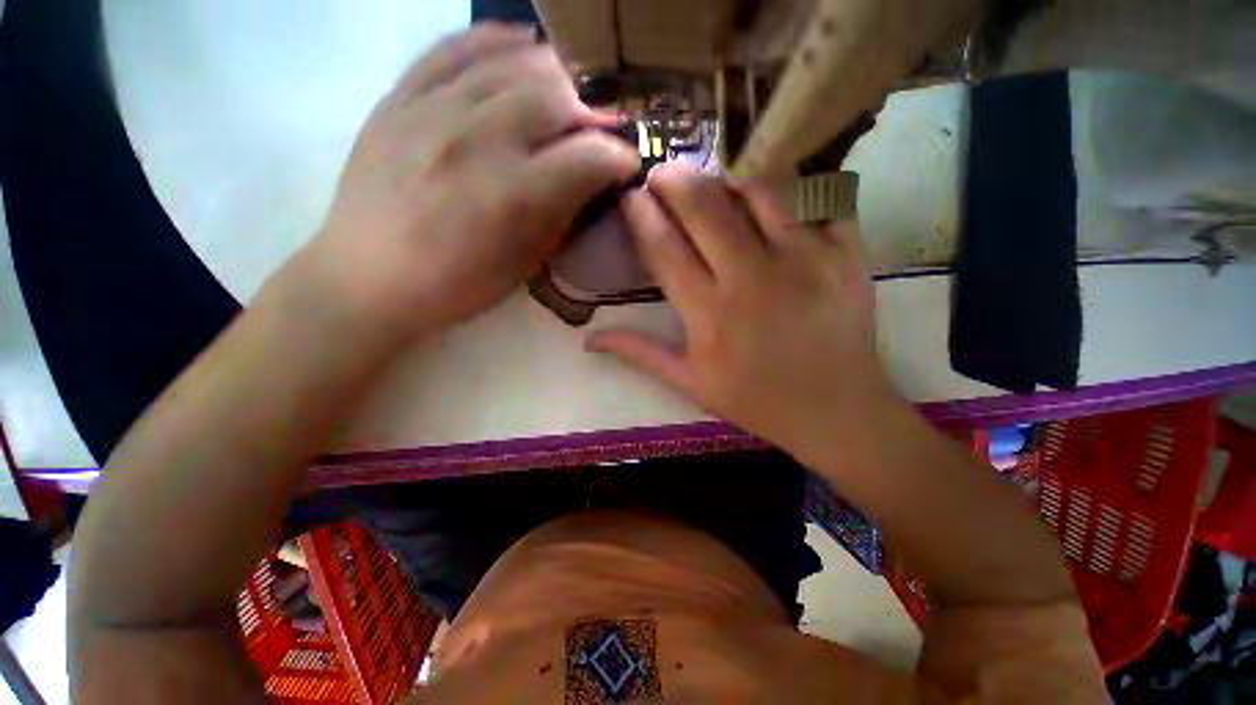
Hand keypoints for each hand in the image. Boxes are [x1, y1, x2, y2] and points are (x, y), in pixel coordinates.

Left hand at [308, 24, 639, 337]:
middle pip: (555, 96)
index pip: (588, 157)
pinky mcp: (401, 95)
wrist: (369, 276)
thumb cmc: (458, 284)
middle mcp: (477, 139)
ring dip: (554, 75)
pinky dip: (496, 40)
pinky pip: (455, 44)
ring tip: (564, 96)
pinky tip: (519, 48)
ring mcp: (433, 108)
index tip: (627, 163)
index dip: (619, 156)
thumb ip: (563, 215)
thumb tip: (595, 179)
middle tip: (594, 133)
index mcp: (512, 195)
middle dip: (590, 113)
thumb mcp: (526, 263)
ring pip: (513, 60)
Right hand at [587, 164, 894, 460]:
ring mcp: (804, 259)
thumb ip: (640, 354)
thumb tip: (590, 339)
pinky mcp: (845, 252)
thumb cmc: (757, 400)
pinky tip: (772, 192)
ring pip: (759, 189)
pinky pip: (816, 198)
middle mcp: (751, 278)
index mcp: (709, 314)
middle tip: (662, 173)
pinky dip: (790, 186)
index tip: (630, 194)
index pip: (663, 248)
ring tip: (714, 178)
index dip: (641, 214)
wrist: (836, 411)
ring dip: (727, 175)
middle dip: (674, 179)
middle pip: (704, 206)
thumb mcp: (691, 384)